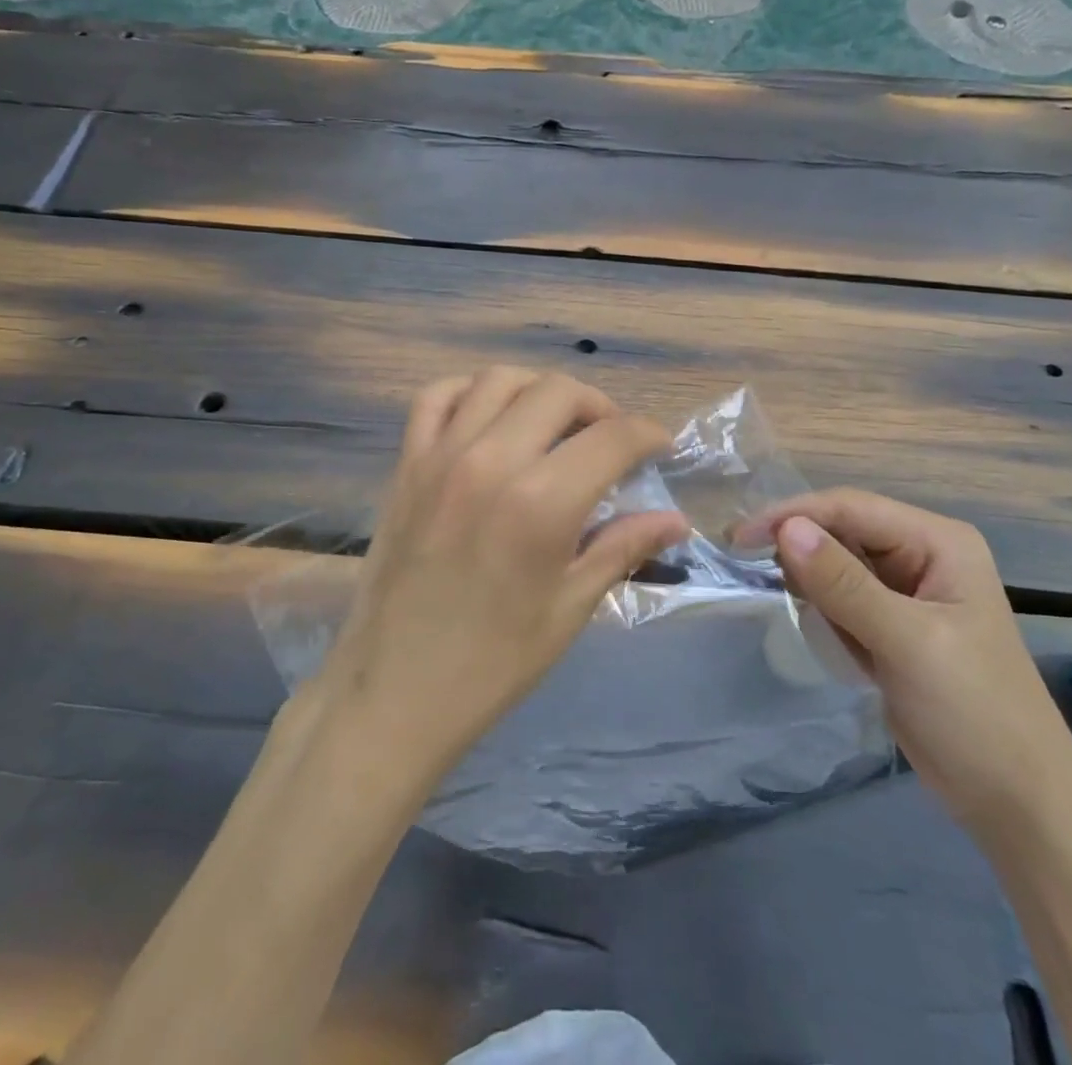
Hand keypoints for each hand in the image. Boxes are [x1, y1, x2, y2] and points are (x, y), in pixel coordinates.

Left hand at [313, 368, 687, 781]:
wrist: (395, 691)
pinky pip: (436, 397)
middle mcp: (491, 461)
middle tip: (609, 441)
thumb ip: (623, 548)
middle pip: (559, 392)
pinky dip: (470, 391)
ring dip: (539, 392)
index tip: (659, 447)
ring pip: (500, 380)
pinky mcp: (406, 464)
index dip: (647, 435)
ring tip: (554, 425)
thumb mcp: (570, 609)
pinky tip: (489, 417)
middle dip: (599, 407)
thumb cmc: (494, 662)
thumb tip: (676, 520)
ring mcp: (441, 456)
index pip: (612, 437)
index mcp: (541, 503)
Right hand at [737, 490, 1071, 836]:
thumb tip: (786, 529)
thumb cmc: (974, 713)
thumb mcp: (907, 642)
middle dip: (797, 546)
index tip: (739, 538)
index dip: (793, 515)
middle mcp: (922, 555)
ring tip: (781, 600)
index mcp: (938, 542)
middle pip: (841, 530)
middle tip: (745, 565)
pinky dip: (820, 607)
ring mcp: (906, 591)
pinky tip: (814, 626)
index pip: (851, 507)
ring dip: (807, 579)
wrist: (1016, 805)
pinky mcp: (891, 625)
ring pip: (836, 563)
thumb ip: (844, 583)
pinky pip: (840, 598)